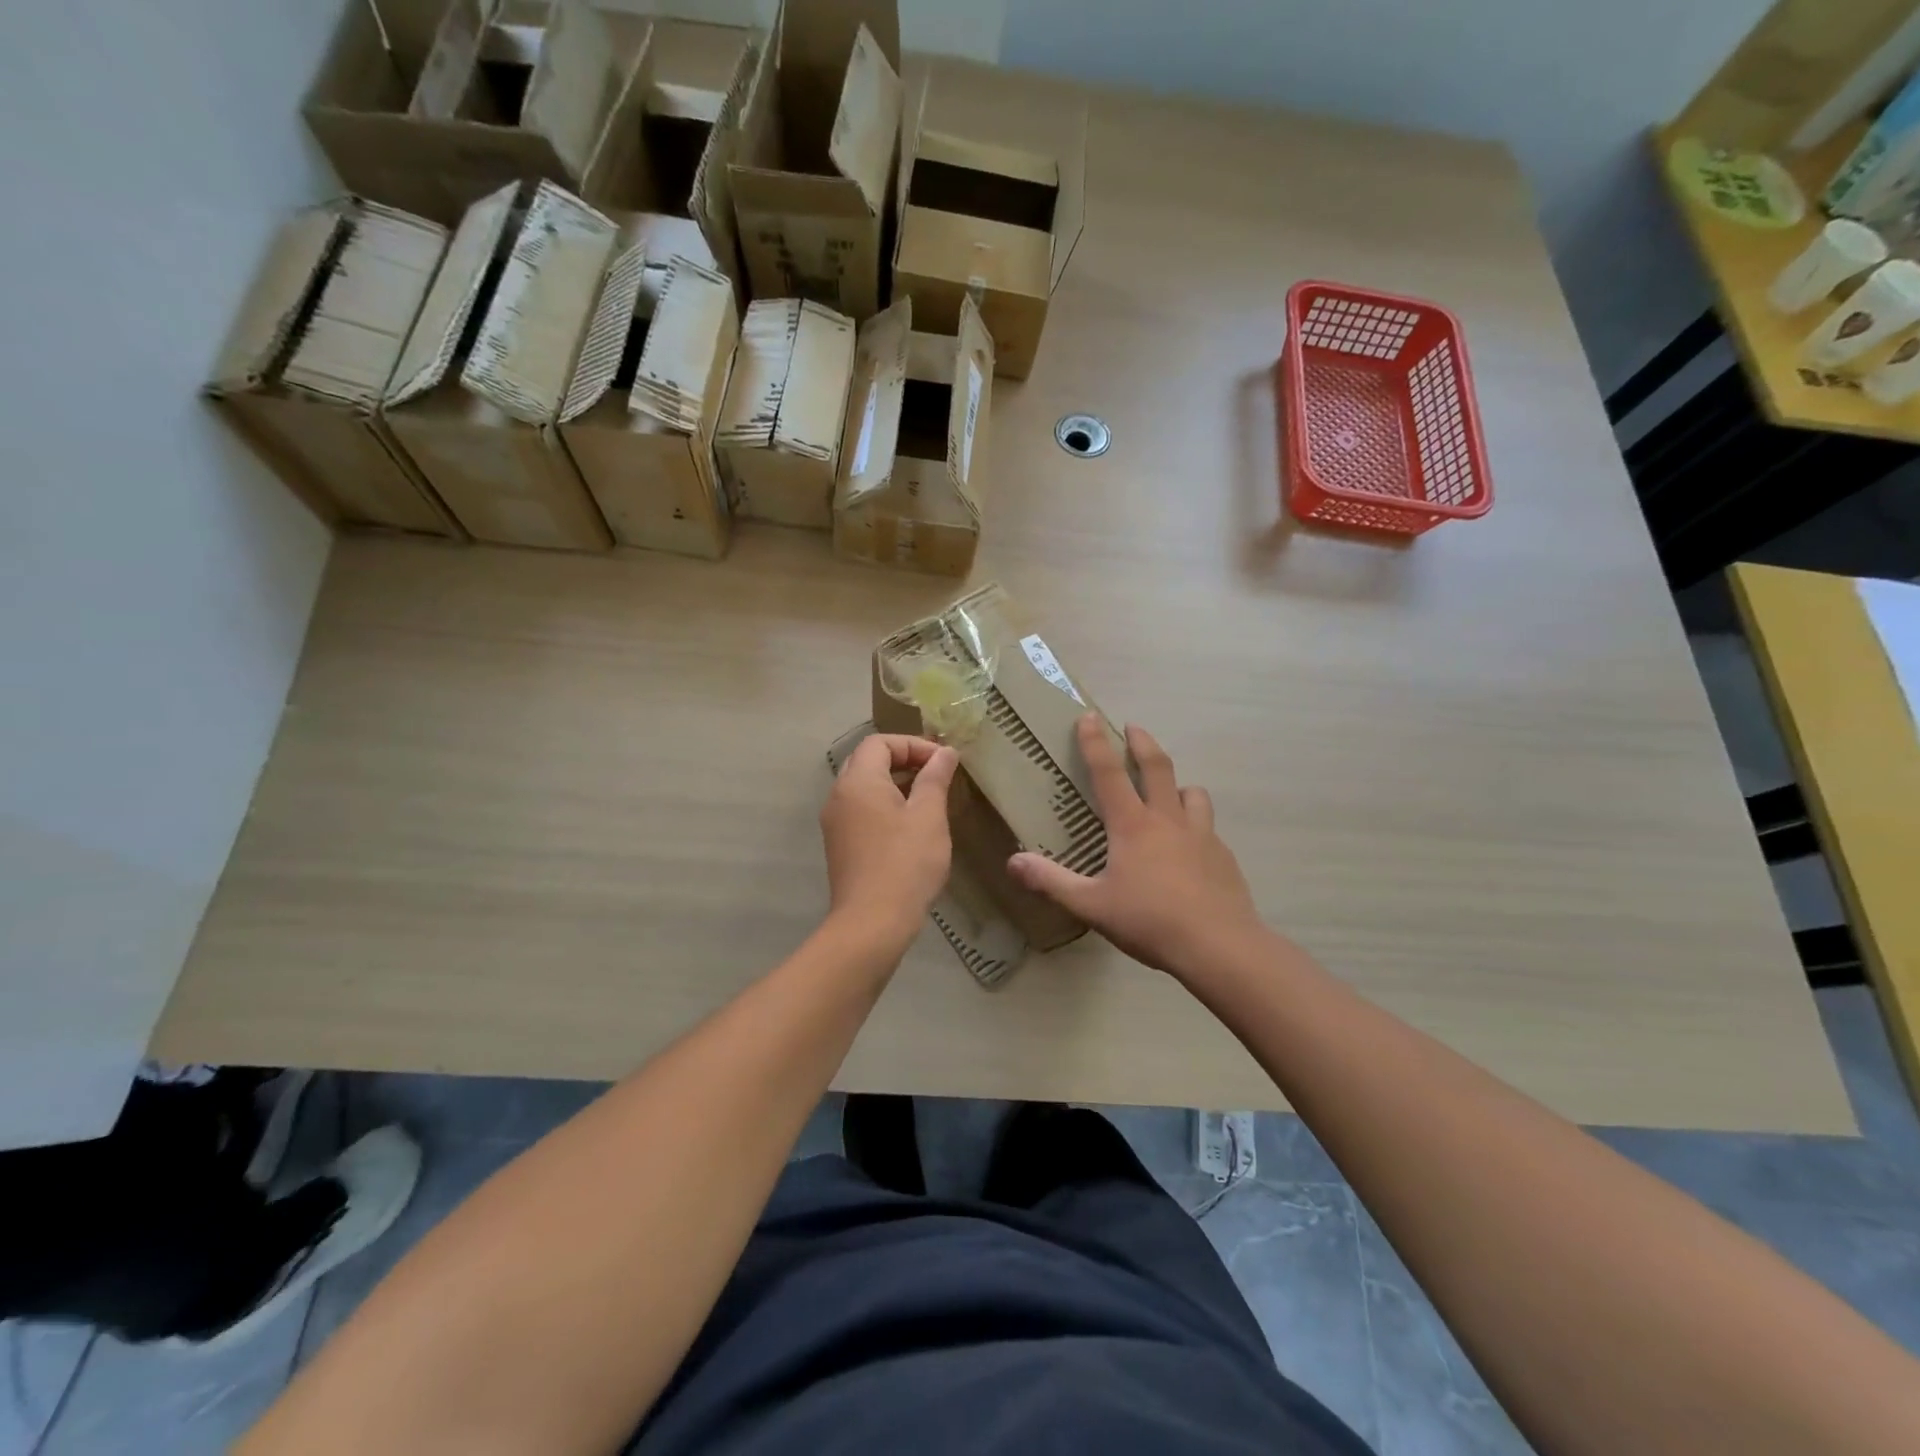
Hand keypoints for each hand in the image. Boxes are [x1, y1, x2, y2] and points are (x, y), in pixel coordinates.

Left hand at [821, 734, 960, 951]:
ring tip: (929, 798)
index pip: (880, 742)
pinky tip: (910, 825)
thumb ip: (935, 779)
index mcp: (858, 782)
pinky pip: (861, 810)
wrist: (872, 923)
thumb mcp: (929, 816)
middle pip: (868, 761)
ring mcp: (835, 823)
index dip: (913, 745)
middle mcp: (839, 796)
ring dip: (895, 784)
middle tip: (936, 773)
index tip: (943, 762)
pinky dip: (885, 805)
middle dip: (904, 760)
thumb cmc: (905, 864)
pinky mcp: (840, 846)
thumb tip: (945, 753)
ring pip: (864, 787)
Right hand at [1008, 716, 1263, 979]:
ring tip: (1170, 790)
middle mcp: (1167, 819)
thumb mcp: (1091, 905)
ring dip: (1177, 784)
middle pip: (1157, 767)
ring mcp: (1201, 834)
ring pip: (1192, 792)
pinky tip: (1191, 846)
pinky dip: (1196, 823)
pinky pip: (1207, 826)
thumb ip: (1051, 882)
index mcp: (1132, 826)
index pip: (1108, 773)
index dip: (1095, 743)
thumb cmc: (1149, 921)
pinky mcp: (1222, 855)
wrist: (1218, 945)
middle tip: (1134, 728)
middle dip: (1143, 743)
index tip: (1089, 717)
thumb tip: (1012, 862)